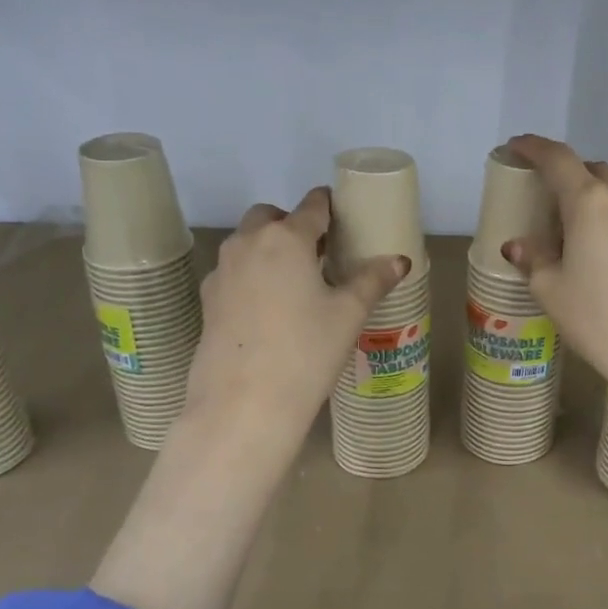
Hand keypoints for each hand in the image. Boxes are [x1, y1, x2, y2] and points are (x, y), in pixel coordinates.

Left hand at [187, 187, 409, 437]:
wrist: (244, 403)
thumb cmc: (306, 351)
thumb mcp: (348, 314)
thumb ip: (373, 280)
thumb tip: (399, 260)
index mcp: (287, 237)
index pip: (313, 206)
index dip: (330, 207)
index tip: (343, 217)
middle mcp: (249, 243)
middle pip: (271, 217)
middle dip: (293, 225)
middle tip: (318, 253)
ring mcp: (222, 270)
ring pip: (247, 242)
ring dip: (270, 248)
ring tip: (296, 282)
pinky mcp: (208, 299)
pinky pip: (234, 272)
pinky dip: (252, 275)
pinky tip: (269, 309)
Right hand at [500, 135, 607, 407]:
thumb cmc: (598, 319)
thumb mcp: (551, 290)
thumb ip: (534, 258)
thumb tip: (520, 245)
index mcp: (589, 202)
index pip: (557, 159)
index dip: (533, 148)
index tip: (516, 147)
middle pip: (591, 171)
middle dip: (565, 175)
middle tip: (544, 200)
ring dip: (594, 198)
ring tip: (576, 230)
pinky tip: (606, 250)